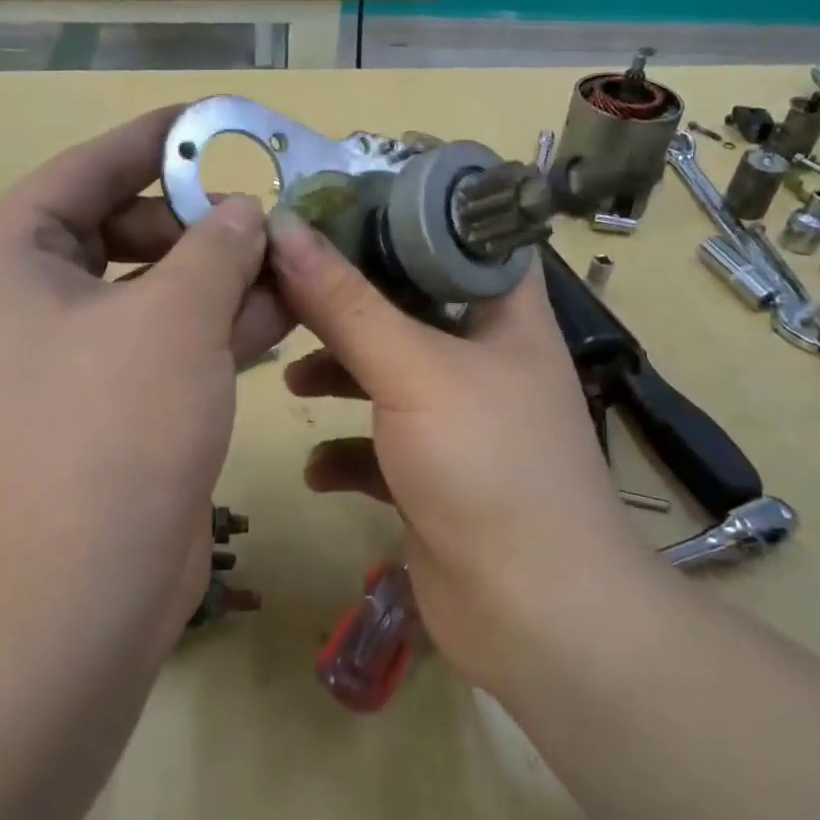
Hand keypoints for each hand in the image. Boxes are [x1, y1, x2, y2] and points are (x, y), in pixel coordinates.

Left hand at [0, 108, 288, 666]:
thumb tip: (242, 213)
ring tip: (291, 258)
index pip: (85, 172)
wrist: (71, 605)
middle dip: (200, 223)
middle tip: (270, 214)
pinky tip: (282, 314)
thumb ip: (215, 249)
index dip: (153, 142)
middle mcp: (25, 307)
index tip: (214, 121)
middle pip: (121, 232)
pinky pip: (163, 347)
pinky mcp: (106, 413)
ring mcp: (66, 365)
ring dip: (219, 278)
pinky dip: (216, 330)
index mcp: (8, 263)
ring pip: (152, 294)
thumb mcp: (173, 319)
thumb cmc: (109, 434)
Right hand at [267, 213, 654, 692]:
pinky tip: (318, 470)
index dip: (400, 214)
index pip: (458, 237)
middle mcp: (484, 358)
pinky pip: (379, 445)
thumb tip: (285, 230)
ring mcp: (459, 419)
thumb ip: (347, 304)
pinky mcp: (434, 475)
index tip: (332, 205)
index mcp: (503, 314)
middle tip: (287, 288)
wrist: (533, 613)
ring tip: (292, 379)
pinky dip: (346, 450)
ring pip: (387, 374)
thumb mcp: (413, 371)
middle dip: (347, 302)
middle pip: (407, 305)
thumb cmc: (487, 465)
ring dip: (339, 375)